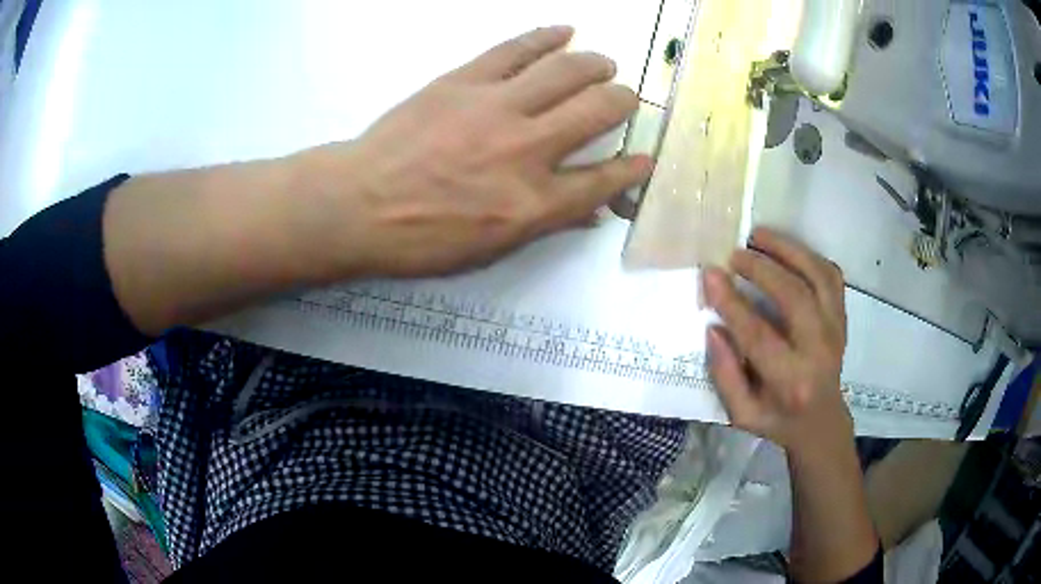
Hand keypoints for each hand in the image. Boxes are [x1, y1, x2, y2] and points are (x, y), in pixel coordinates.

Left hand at [299, 26, 652, 278]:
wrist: (357, 205)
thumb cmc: (420, 239)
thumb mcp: (488, 250)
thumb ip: (544, 225)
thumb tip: (588, 210)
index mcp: (534, 204)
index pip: (603, 181)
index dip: (632, 169)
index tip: (645, 159)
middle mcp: (528, 150)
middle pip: (598, 112)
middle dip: (622, 103)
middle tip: (624, 99)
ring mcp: (498, 108)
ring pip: (566, 72)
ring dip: (595, 65)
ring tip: (605, 64)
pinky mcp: (466, 80)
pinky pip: (516, 50)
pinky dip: (546, 37)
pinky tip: (565, 31)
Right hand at [702, 227, 850, 454]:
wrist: (821, 421)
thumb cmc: (778, 420)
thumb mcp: (742, 413)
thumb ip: (725, 374)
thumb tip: (714, 327)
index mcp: (791, 381)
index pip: (759, 334)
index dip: (732, 301)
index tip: (711, 273)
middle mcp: (819, 350)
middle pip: (795, 296)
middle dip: (762, 267)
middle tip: (736, 254)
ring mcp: (836, 330)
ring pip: (818, 276)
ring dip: (789, 249)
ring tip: (759, 236)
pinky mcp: (842, 317)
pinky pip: (831, 275)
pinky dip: (810, 256)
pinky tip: (788, 250)